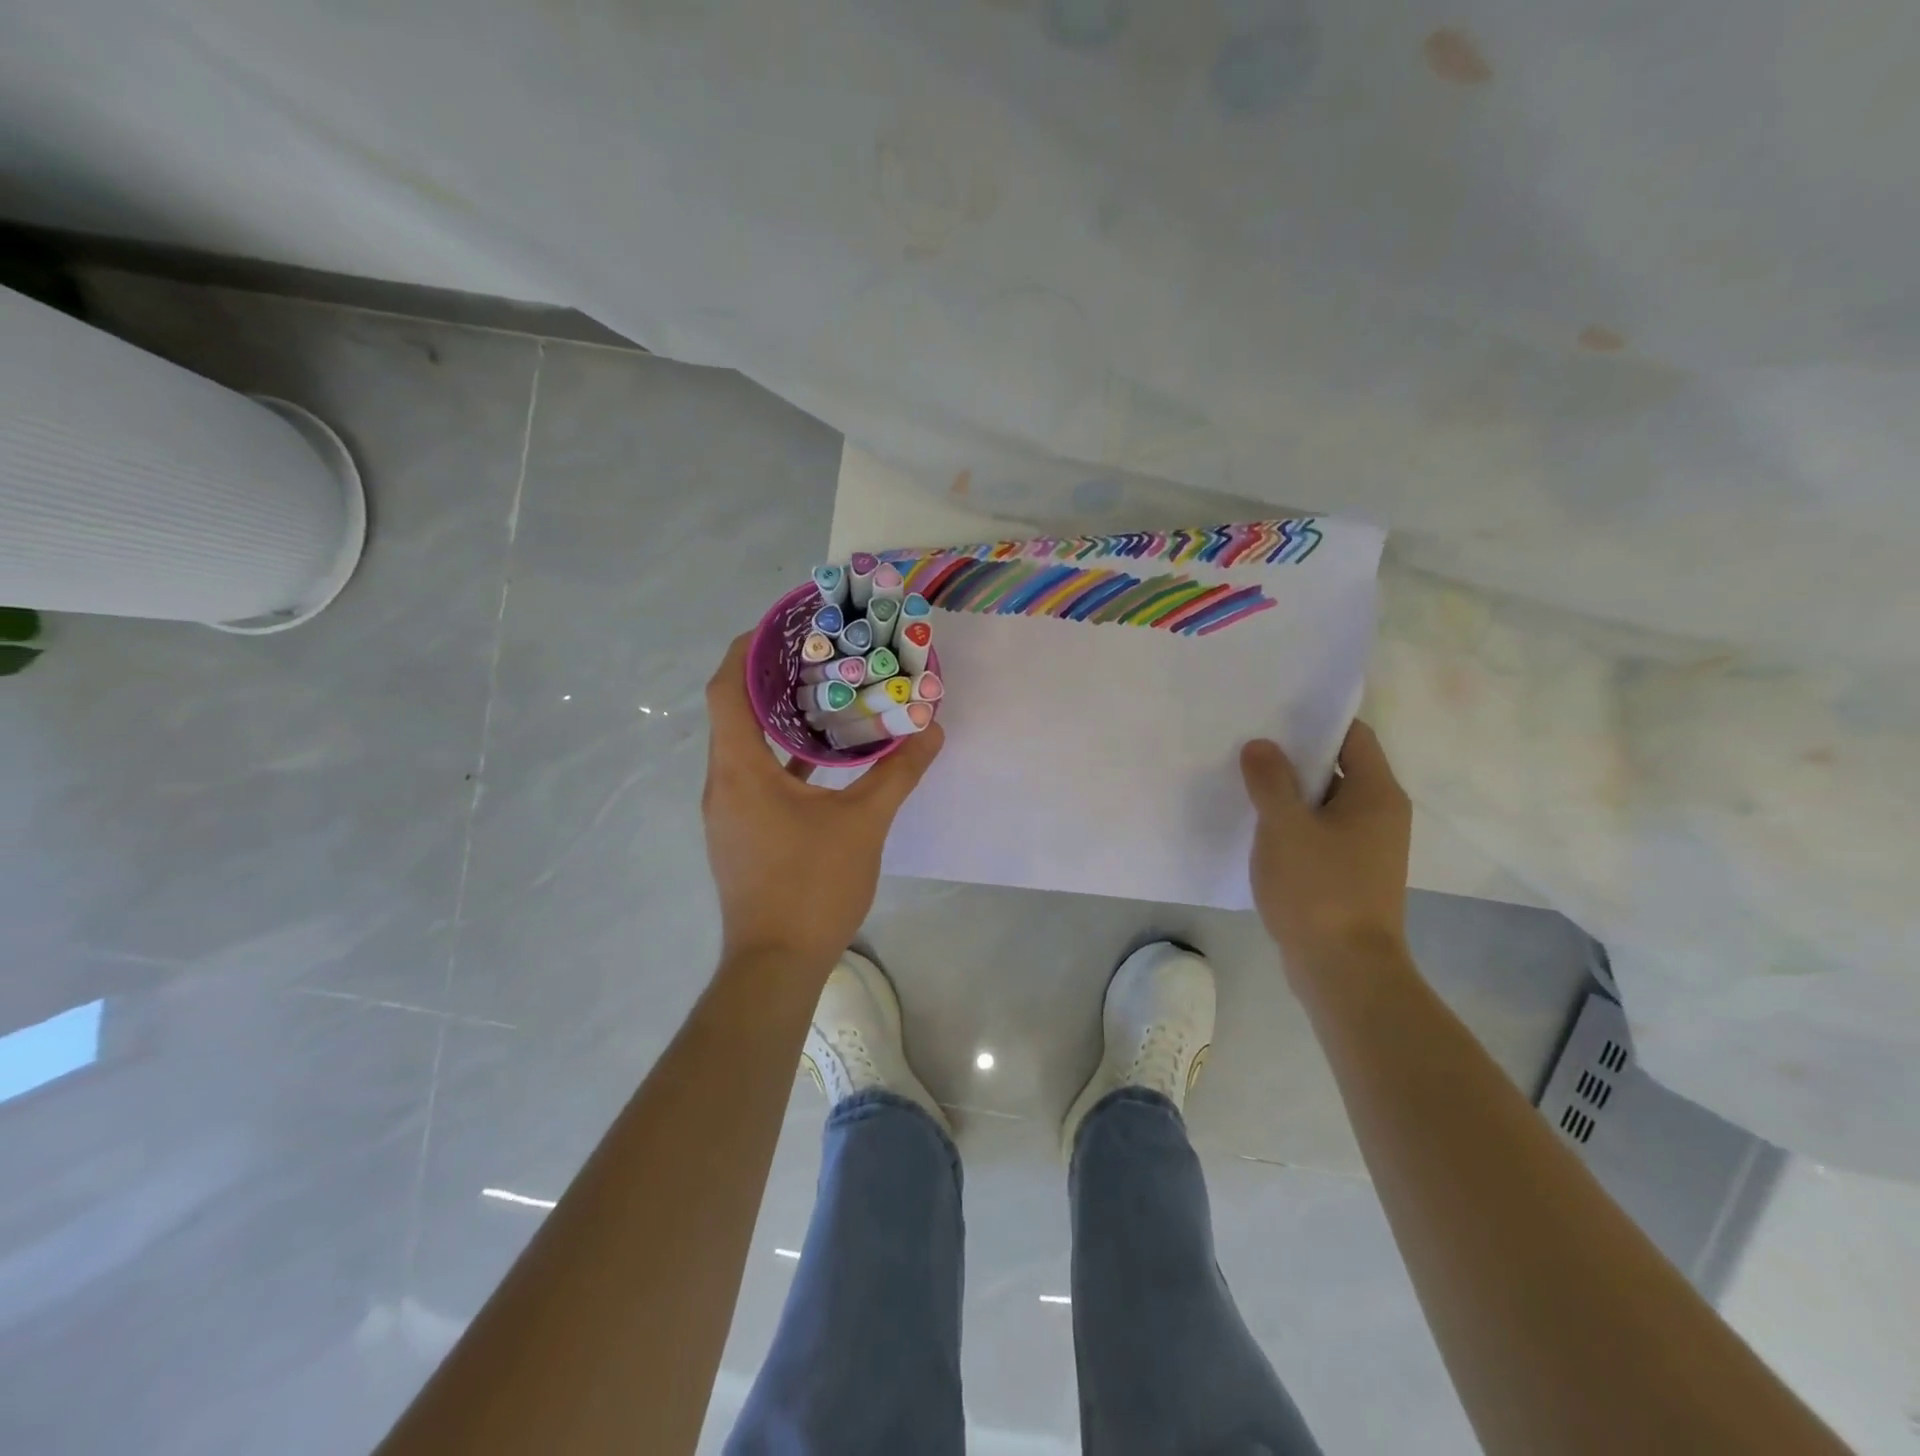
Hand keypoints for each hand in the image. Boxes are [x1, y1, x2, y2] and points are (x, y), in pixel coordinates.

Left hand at [702, 633, 943, 975]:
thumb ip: (898, 772)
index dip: (747, 649)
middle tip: (818, 653)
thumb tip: (931, 731)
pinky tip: (823, 756)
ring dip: (777, 717)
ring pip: (746, 745)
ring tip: (824, 693)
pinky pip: (757, 776)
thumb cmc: (812, 886)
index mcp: (740, 769)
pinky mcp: (742, 833)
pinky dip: (784, 756)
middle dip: (770, 677)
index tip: (781, 626)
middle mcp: (724, 782)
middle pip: (734, 711)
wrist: (776, 964)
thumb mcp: (864, 823)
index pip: (726, 689)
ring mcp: (729, 811)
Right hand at [1239, 722, 1411, 972]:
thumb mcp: (1285, 827)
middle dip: (1293, 756)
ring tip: (1243, 780)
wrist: (1344, 970)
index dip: (1315, 721)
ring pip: (1325, 803)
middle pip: (1337, 767)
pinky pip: (1320, 833)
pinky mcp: (1349, 874)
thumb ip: (1270, 780)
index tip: (1272, 714)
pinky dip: (1293, 824)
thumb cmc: (1319, 889)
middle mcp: (1380, 814)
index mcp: (1376, 793)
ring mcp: (1367, 847)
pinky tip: (1257, 827)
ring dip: (1289, 792)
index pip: (1352, 736)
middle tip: (1247, 744)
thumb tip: (1260, 745)